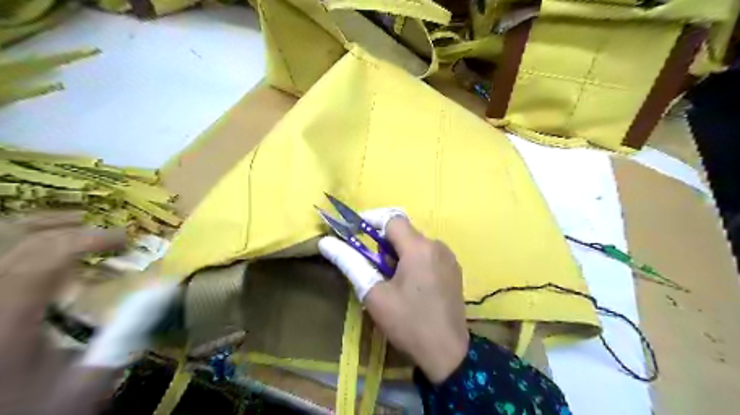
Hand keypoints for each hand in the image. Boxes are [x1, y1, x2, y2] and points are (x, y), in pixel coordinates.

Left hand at [0, 213, 174, 412]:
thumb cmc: (38, 409)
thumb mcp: (87, 381)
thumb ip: (127, 335)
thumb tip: (164, 289)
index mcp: (6, 321)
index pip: (41, 258)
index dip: (87, 238)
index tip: (125, 240)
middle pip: (13, 240)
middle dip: (66, 227)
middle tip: (106, 232)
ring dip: (38, 226)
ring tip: (74, 225)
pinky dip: (18, 244)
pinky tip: (39, 247)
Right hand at [318, 209, 466, 383]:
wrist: (447, 353)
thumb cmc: (408, 322)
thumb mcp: (374, 294)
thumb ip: (350, 263)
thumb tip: (326, 242)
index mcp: (419, 247)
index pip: (391, 218)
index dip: (371, 220)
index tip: (354, 232)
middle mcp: (437, 245)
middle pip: (404, 232)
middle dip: (384, 244)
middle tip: (373, 268)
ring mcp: (449, 257)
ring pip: (416, 244)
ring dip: (399, 254)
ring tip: (391, 282)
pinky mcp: (454, 270)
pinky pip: (428, 255)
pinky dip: (413, 261)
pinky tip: (410, 286)